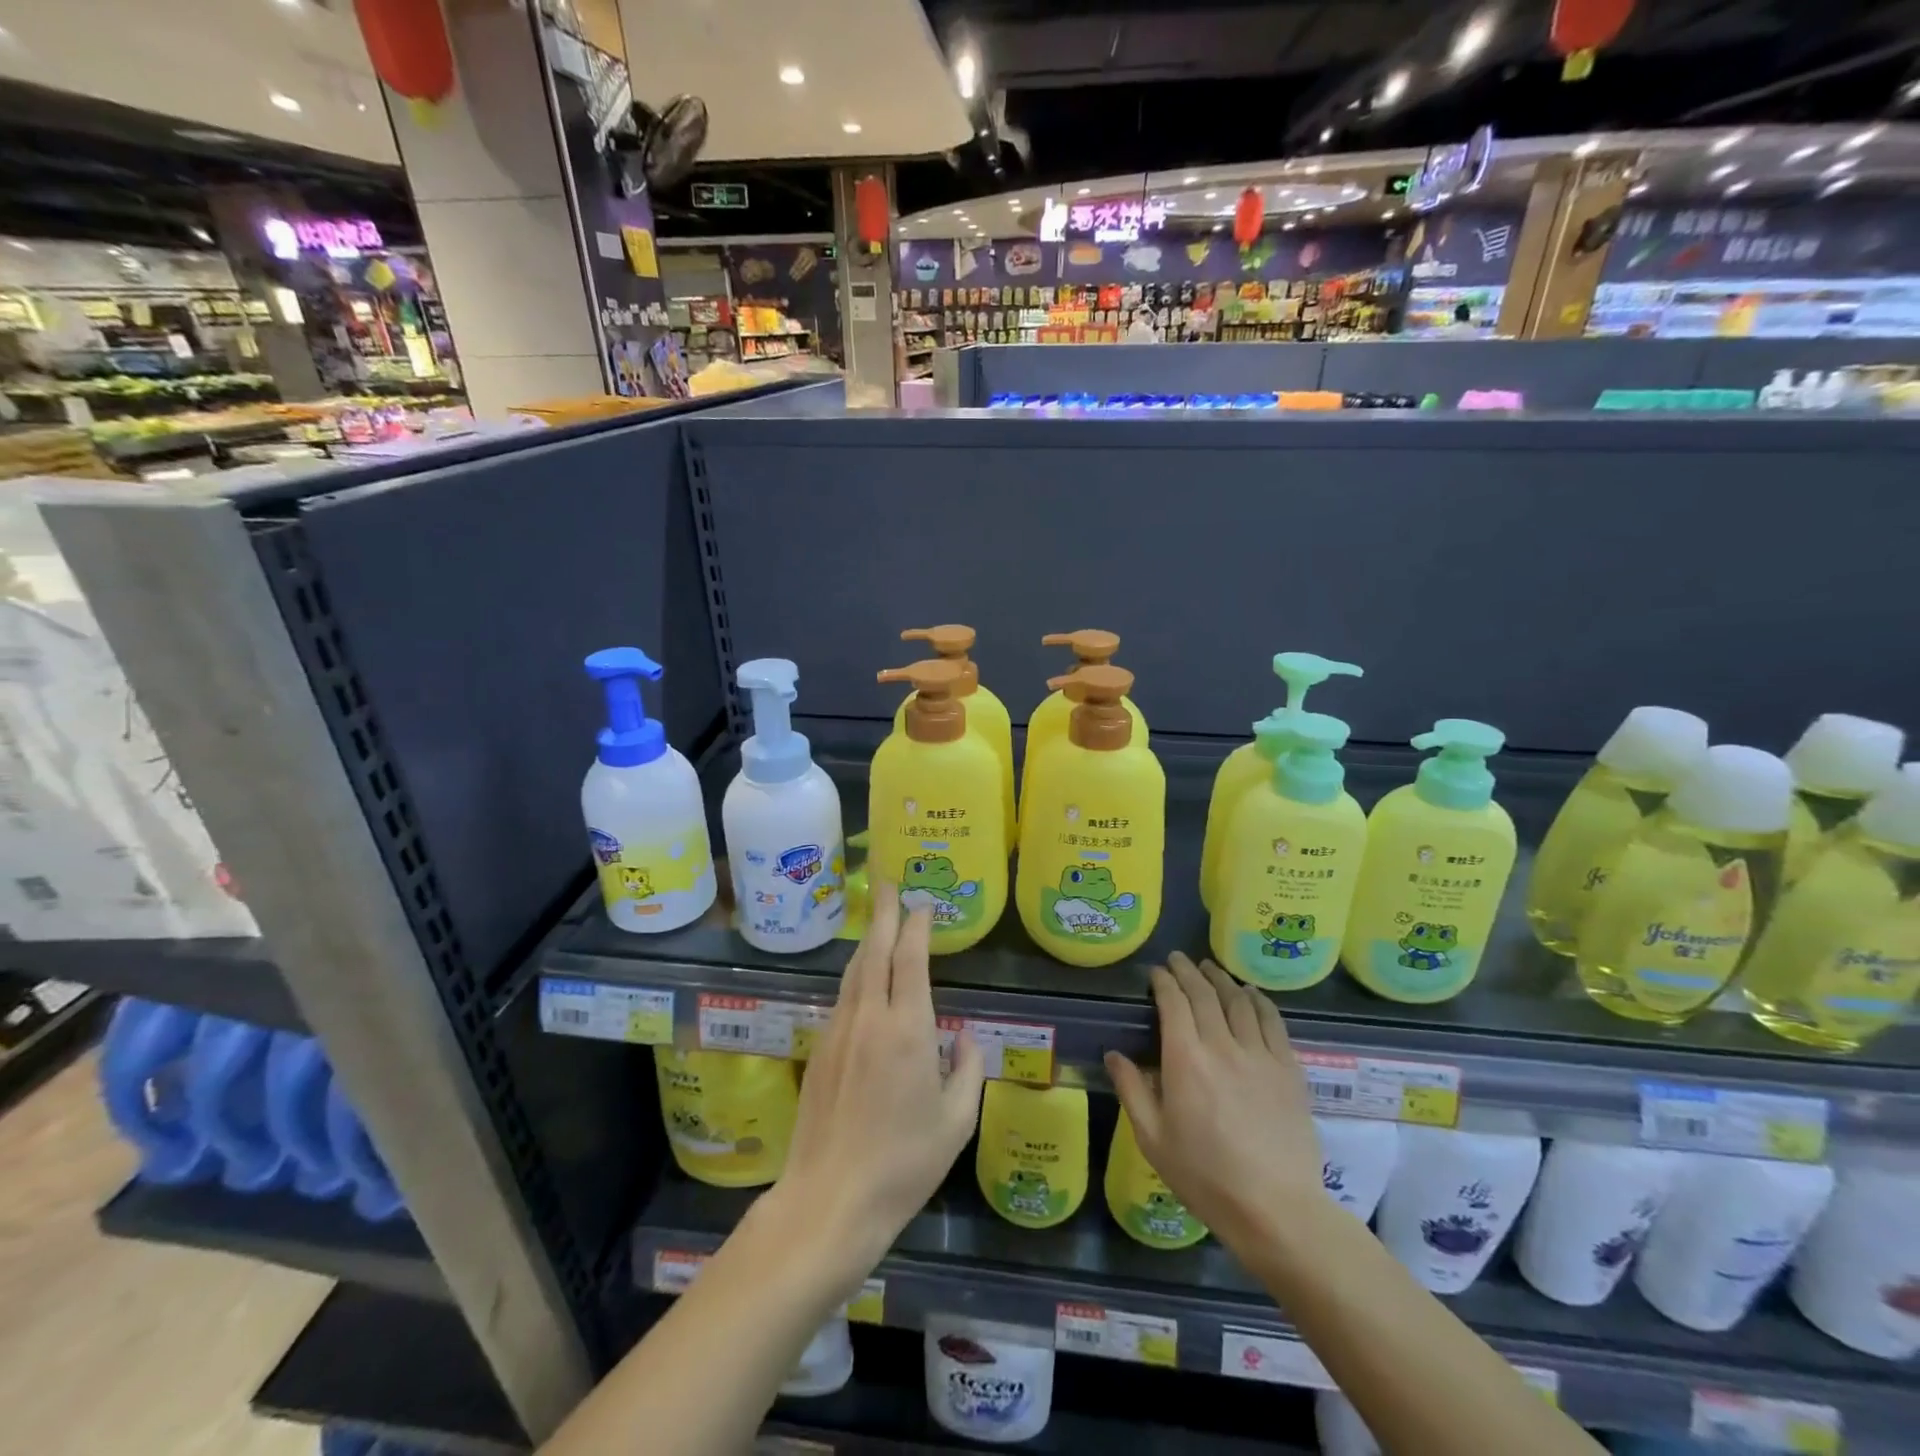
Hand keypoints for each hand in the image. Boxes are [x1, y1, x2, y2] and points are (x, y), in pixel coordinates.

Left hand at [769, 880, 985, 1280]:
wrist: (829, 1199)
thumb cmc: (904, 1163)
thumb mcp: (956, 1121)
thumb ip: (967, 1068)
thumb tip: (964, 1035)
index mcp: (907, 1029)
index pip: (910, 958)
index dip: (917, 925)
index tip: (923, 904)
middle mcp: (869, 1018)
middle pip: (875, 950)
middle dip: (884, 912)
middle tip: (888, 882)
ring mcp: (839, 1031)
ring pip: (854, 970)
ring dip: (869, 939)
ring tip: (878, 918)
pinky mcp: (820, 1050)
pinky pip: (843, 996)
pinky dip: (857, 973)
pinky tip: (863, 976)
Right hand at [1105, 953, 1322, 1252]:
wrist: (1276, 1209)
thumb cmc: (1206, 1177)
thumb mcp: (1153, 1139)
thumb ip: (1131, 1090)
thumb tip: (1113, 1054)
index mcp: (1185, 1060)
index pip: (1173, 1003)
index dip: (1163, 981)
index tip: (1156, 972)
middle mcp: (1222, 1045)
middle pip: (1205, 994)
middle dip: (1188, 972)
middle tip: (1178, 959)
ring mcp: (1260, 1055)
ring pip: (1239, 1002)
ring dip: (1221, 979)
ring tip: (1211, 968)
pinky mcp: (1289, 1069)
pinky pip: (1273, 1022)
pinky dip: (1258, 1001)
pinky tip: (1251, 995)